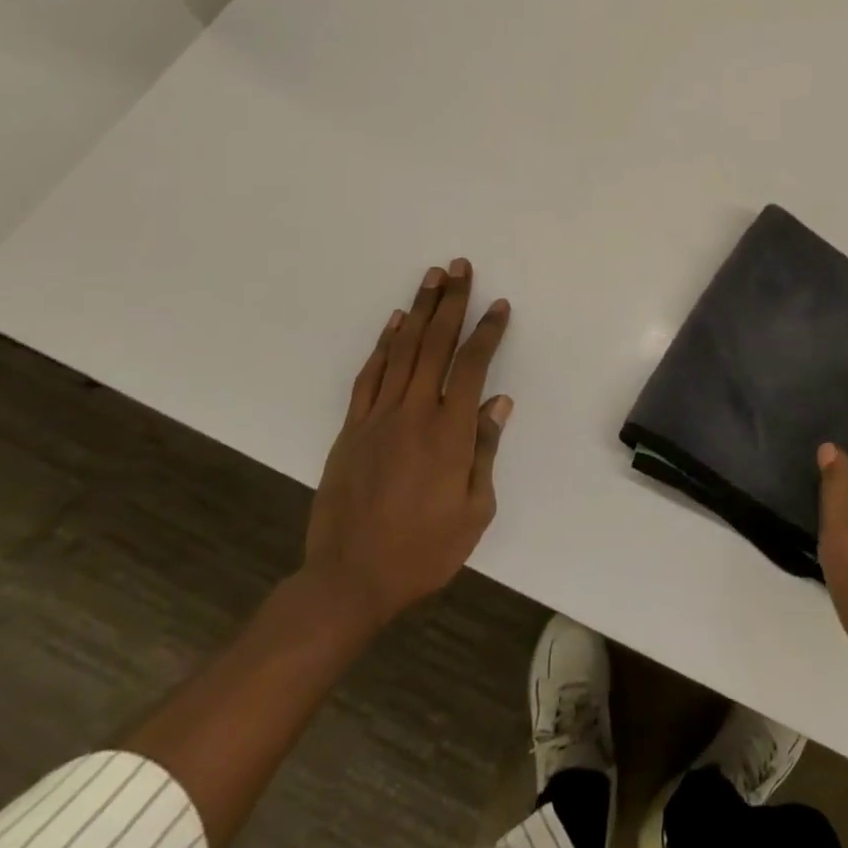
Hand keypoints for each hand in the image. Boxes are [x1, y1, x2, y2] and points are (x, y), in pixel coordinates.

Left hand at [303, 259, 512, 631]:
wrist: (348, 580)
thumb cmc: (424, 551)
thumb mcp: (475, 511)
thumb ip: (485, 451)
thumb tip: (499, 402)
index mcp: (449, 433)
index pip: (472, 366)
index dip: (487, 331)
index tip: (499, 305)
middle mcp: (413, 413)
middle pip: (434, 344)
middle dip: (451, 302)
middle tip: (459, 267)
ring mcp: (378, 418)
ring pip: (402, 351)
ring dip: (418, 311)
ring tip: (431, 278)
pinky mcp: (351, 429)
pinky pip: (369, 377)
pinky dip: (383, 345)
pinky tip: (394, 323)